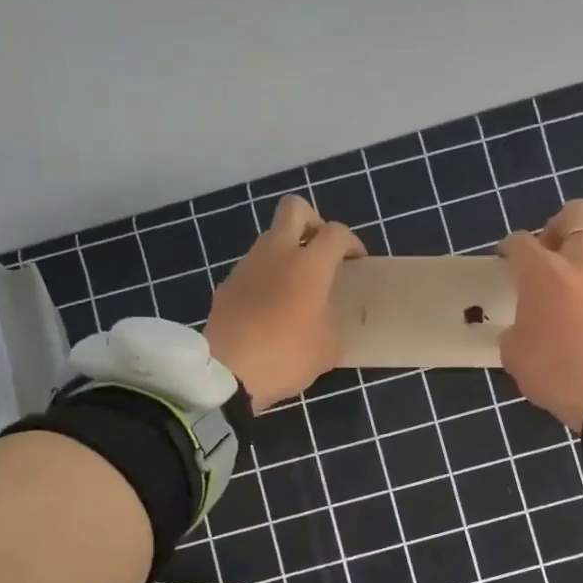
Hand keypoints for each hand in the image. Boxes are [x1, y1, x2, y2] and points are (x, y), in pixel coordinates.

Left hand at [206, 194, 363, 411]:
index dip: (351, 243)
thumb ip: (332, 323)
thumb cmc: (286, 357)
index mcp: (309, 265)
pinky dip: (265, 278)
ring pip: (269, 239)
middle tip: (321, 251)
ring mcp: (246, 266)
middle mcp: (277, 253)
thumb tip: (327, 320)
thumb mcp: (327, 349)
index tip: (355, 263)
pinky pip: (252, 268)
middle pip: (294, 209)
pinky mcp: (226, 285)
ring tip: (295, 286)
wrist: (227, 374)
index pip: (336, 232)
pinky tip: (269, 309)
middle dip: (313, 222)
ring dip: (286, 252)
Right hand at [497, 199, 582, 430]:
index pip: (519, 241)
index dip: (509, 248)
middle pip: (576, 214)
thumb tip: (521, 328)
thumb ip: (514, 329)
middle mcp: (576, 262)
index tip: (507, 260)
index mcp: (540, 273)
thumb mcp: (512, 352)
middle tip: (553, 247)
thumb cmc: (549, 370)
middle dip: (562, 223)